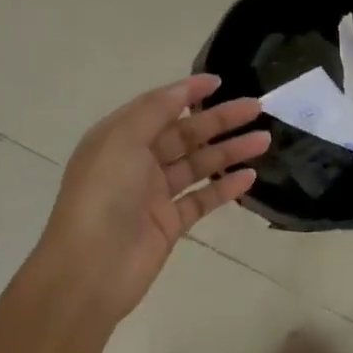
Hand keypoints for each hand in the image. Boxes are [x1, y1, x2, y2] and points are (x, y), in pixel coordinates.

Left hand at [37, 73, 267, 319]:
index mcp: (119, 138)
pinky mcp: (169, 224)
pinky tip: (249, 177)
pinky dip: (224, 188)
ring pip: (198, 165)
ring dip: (229, 151)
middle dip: (219, 120)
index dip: (188, 92)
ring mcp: (153, 195)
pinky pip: (202, 199)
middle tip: (257, 108)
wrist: (88, 270)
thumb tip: (184, 88)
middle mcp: (136, 162)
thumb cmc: (103, 195)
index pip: (159, 107)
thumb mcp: (123, 139)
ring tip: (264, 140)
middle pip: (184, 134)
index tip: (220, 81)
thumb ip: (155, 110)